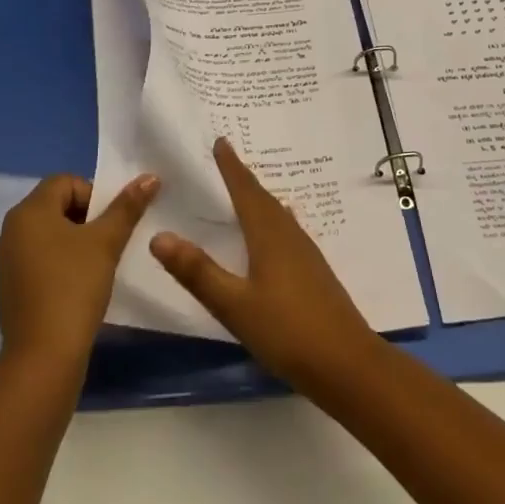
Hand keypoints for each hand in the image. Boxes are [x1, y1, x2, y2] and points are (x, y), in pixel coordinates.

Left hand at [0, 172, 156, 370]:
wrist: (43, 357)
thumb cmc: (74, 287)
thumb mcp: (106, 242)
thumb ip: (127, 207)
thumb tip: (150, 177)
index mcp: (28, 212)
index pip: (65, 181)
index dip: (93, 194)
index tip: (109, 223)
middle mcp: (11, 230)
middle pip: (55, 205)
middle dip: (86, 217)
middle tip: (108, 242)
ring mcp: (6, 262)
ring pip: (47, 234)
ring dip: (74, 241)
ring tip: (96, 265)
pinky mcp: (9, 289)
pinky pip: (38, 259)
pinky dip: (59, 263)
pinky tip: (76, 287)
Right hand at [149, 139, 380, 393]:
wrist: (346, 363)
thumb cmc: (286, 330)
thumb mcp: (234, 305)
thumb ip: (197, 272)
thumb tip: (158, 236)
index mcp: (269, 234)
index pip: (245, 190)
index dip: (231, 166)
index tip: (221, 140)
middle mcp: (289, 234)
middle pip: (262, 197)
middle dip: (243, 177)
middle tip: (226, 159)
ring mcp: (305, 252)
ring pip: (277, 213)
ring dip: (258, 198)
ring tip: (244, 190)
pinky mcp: (313, 271)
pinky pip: (286, 230)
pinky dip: (270, 220)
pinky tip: (271, 233)